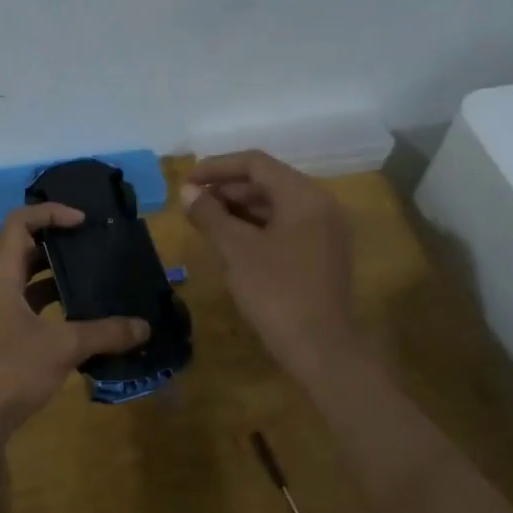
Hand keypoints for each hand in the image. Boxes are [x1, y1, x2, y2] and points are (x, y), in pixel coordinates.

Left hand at [0, 203, 150, 433]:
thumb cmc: (9, 372)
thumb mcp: (62, 347)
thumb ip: (104, 333)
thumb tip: (145, 327)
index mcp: (1, 276)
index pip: (19, 222)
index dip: (51, 213)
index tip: (84, 222)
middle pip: (24, 247)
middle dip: (59, 242)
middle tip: (95, 246)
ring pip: (28, 280)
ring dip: (58, 275)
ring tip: (95, 278)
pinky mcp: (2, 337)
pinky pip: (30, 307)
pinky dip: (55, 305)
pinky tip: (83, 319)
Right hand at [182, 151, 362, 380]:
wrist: (321, 348)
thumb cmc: (276, 292)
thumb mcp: (236, 250)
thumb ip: (210, 215)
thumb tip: (188, 191)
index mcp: (304, 195)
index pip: (256, 164)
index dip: (217, 167)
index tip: (187, 181)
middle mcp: (320, 204)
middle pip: (268, 182)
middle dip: (227, 189)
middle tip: (192, 204)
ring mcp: (325, 230)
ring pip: (276, 205)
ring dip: (239, 209)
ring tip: (205, 221)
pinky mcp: (322, 253)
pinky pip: (285, 226)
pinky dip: (256, 227)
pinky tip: (231, 241)